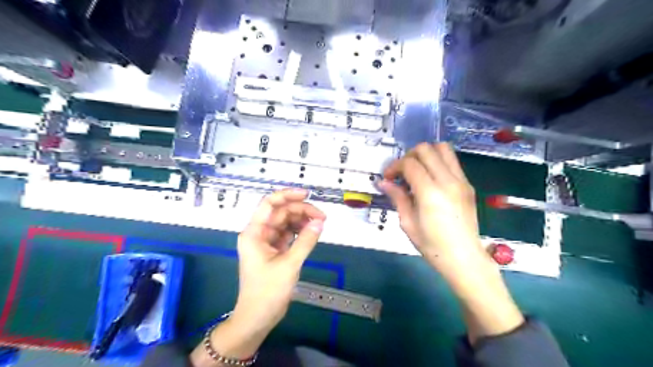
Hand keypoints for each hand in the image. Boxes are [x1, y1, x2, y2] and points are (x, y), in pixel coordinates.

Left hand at [234, 189, 325, 331]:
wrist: (257, 317)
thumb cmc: (267, 291)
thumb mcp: (289, 264)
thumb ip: (305, 241)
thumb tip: (319, 222)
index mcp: (254, 232)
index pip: (269, 204)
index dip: (287, 195)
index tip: (307, 194)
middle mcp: (259, 233)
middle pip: (281, 212)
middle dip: (301, 211)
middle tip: (322, 217)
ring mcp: (266, 242)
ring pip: (285, 222)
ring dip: (302, 221)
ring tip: (319, 225)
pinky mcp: (274, 250)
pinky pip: (288, 234)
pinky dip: (299, 232)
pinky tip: (311, 232)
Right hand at [378, 144, 483, 271]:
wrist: (464, 258)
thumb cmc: (432, 246)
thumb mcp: (408, 223)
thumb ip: (397, 197)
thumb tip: (383, 183)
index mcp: (430, 192)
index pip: (409, 164)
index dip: (394, 167)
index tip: (388, 178)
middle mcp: (448, 181)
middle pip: (426, 149)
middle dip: (408, 156)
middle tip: (401, 173)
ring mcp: (461, 181)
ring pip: (443, 149)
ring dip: (426, 154)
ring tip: (417, 170)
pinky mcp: (468, 185)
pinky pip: (452, 162)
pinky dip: (438, 162)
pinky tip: (431, 179)